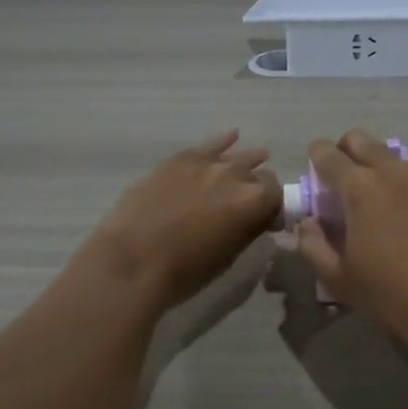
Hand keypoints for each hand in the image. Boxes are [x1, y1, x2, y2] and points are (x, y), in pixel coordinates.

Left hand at [83, 130, 282, 312]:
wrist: (132, 261)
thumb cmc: (184, 271)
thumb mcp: (228, 256)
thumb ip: (248, 230)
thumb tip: (257, 218)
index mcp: (253, 201)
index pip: (276, 194)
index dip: (273, 208)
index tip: (266, 221)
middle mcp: (234, 175)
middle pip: (257, 173)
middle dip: (258, 187)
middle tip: (249, 203)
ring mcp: (204, 163)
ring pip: (234, 157)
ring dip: (245, 163)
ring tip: (255, 160)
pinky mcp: (177, 160)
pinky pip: (207, 146)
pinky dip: (221, 143)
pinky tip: (231, 137)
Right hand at [294, 130, 407, 380]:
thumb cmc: (393, 294)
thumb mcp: (339, 279)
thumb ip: (313, 245)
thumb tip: (306, 223)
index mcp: (359, 187)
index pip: (326, 153)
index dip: (316, 158)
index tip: (317, 174)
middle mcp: (393, 170)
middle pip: (361, 140)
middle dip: (347, 152)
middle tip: (347, 181)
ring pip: (399, 156)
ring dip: (386, 169)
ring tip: (392, 200)